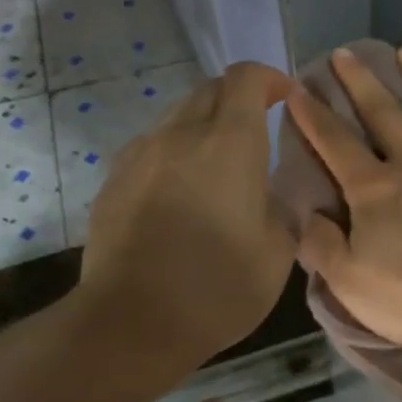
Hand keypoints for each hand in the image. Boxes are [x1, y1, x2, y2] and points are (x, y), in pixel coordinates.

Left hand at [80, 62, 294, 364]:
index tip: (286, 98)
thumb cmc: (217, 287)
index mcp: (229, 143)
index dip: (270, 78)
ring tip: (219, 163)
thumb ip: (284, 206)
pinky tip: (182, 190)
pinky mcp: (114, 180)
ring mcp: (141, 154)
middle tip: (258, 130)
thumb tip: (277, 193)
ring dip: (205, 123)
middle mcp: (181, 134)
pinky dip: (176, 150)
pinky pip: (152, 145)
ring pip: (178, 115)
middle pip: (210, 88)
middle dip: (239, 98)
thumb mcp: (279, 250)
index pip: (246, 78)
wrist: (130, 324)